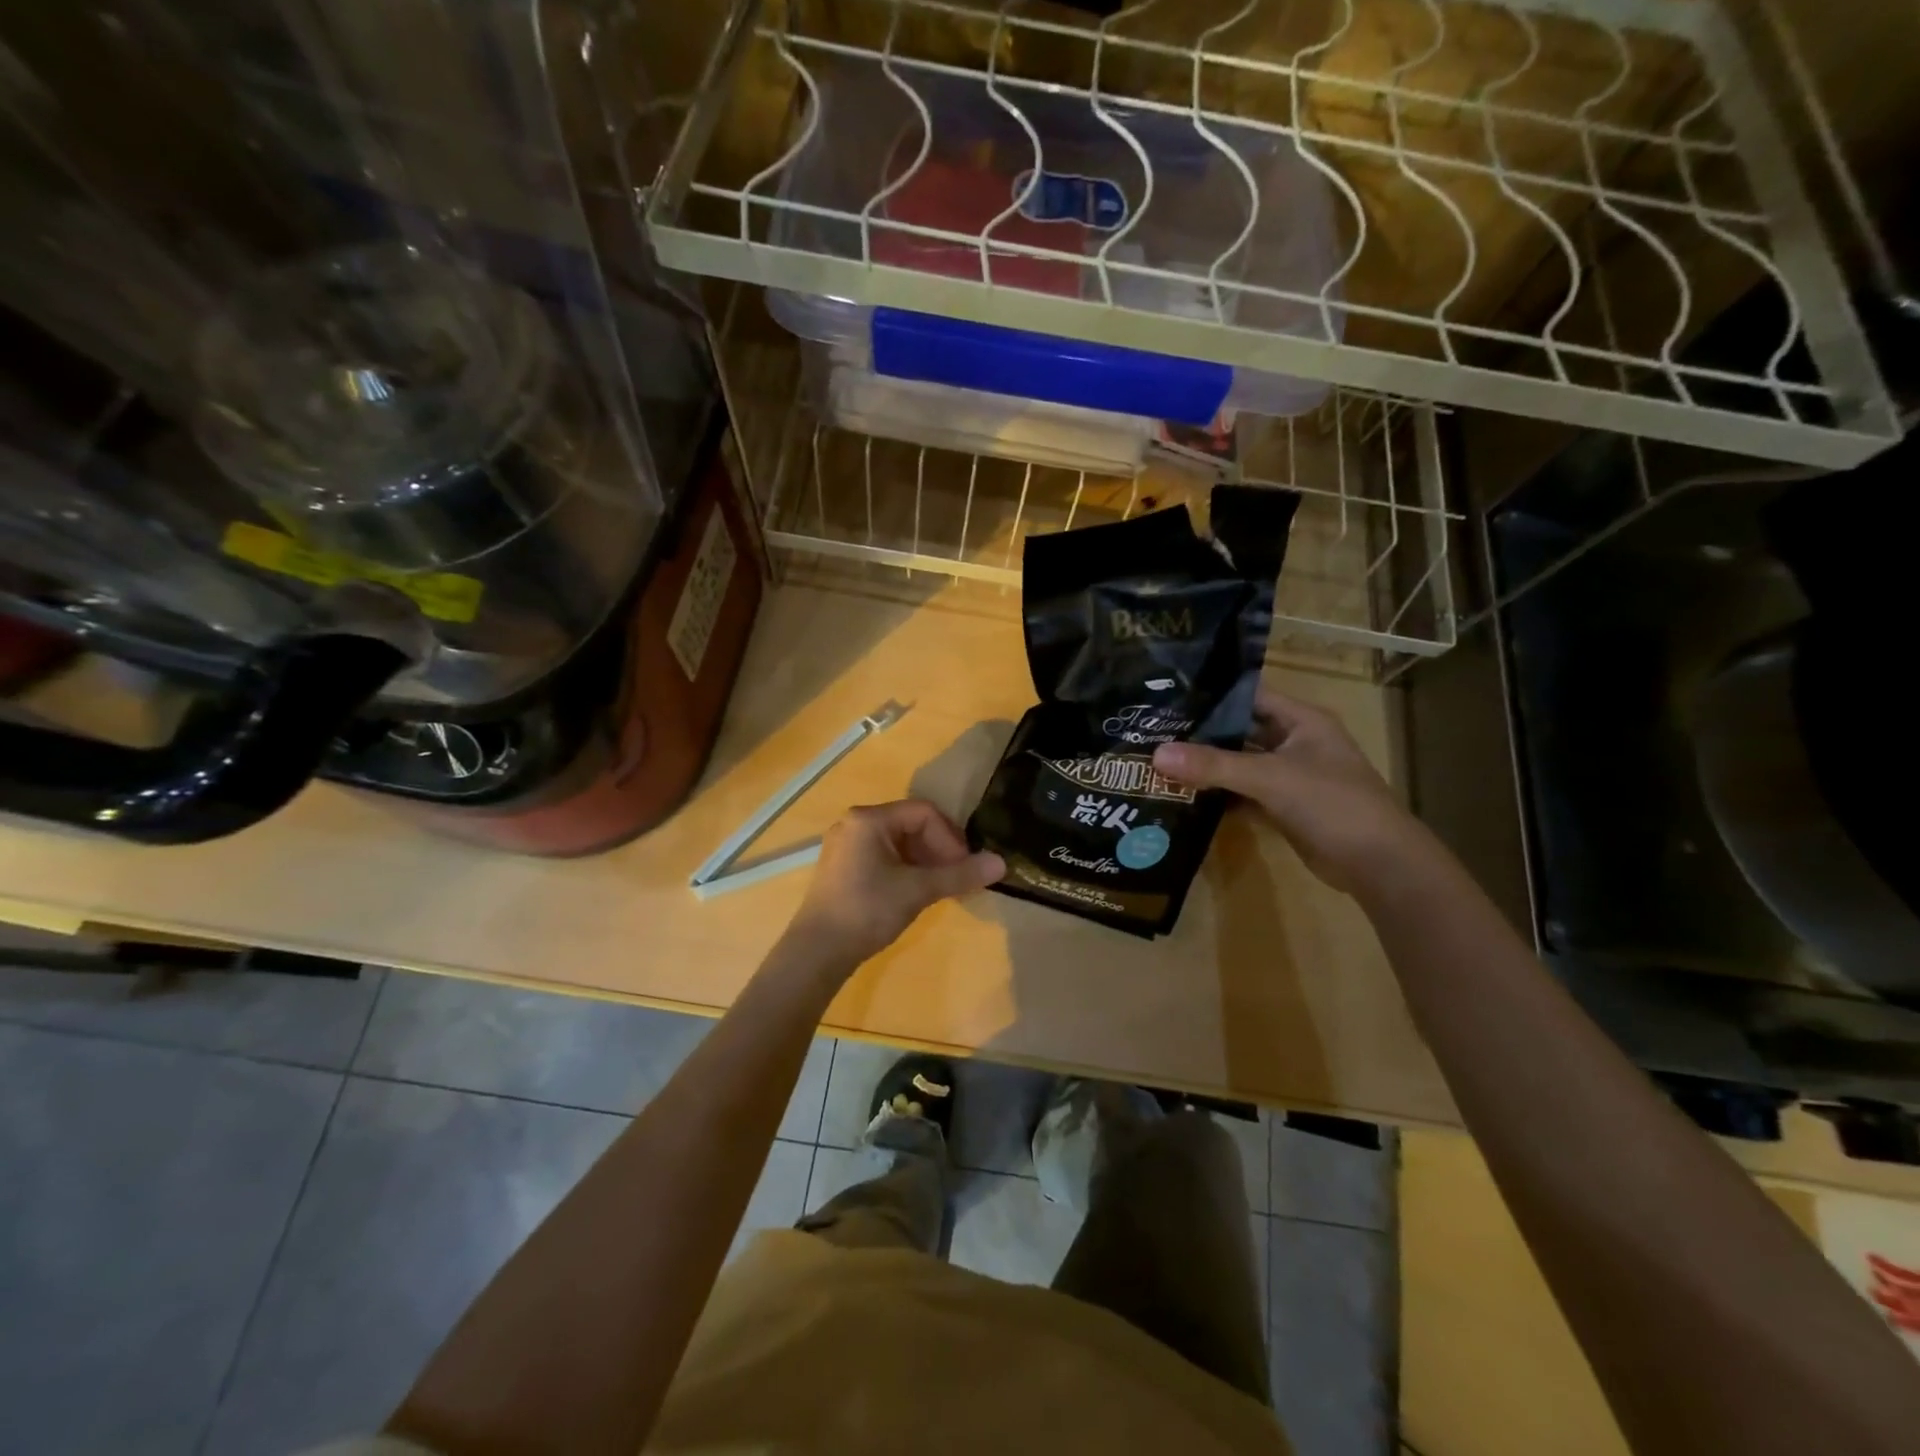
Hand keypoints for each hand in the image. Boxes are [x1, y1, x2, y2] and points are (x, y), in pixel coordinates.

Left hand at [784, 799, 1004, 969]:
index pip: (924, 813)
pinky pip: (883, 856)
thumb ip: (959, 874)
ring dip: (925, 862)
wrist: (817, 952)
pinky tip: (916, 893)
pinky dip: (906, 870)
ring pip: (898, 843)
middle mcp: (854, 823)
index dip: (951, 837)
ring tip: (941, 888)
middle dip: (939, 850)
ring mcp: (846, 845)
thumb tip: (1002, 863)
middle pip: (911, 825)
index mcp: (869, 819)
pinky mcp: (843, 867)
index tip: (965, 866)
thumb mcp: (917, 890)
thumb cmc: (867, 910)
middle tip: (956, 879)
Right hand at [1152, 688, 1429, 894]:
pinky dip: (1219, 794)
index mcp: (1302, 720)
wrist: (1378, 864)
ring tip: (1159, 760)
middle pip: (1240, 730)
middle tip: (1152, 731)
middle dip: (1201, 732)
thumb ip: (1214, 765)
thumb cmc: (1332, 804)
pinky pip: (1244, 792)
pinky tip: (1184, 794)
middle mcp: (1295, 742)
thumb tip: (1156, 754)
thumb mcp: (1270, 778)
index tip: (1167, 696)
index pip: (1249, 695)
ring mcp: (1290, 776)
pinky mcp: (1284, 807)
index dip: (1211, 693)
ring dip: (1207, 766)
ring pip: (1240, 763)